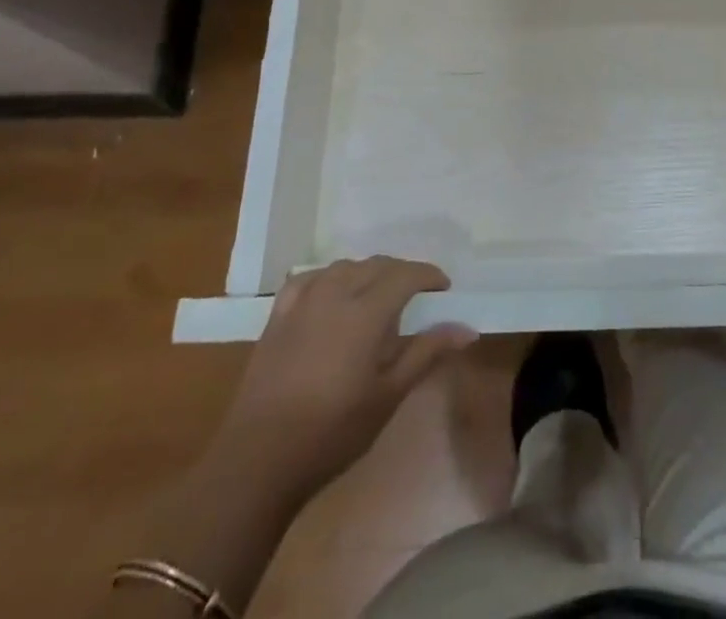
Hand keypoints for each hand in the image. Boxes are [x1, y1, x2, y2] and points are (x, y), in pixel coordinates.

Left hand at [222, 257, 474, 500]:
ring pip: (343, 267)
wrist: (258, 460)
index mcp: (366, 311)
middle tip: (417, 294)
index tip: (444, 287)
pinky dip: (328, 278)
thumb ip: (426, 353)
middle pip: (376, 265)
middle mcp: (335, 294)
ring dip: (367, 272)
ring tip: (378, 294)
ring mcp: (303, 302)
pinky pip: (309, 279)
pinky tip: (331, 292)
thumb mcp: (388, 396)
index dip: (428, 275)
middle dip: (401, 272)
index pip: (405, 274)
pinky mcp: (278, 316)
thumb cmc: (333, 431)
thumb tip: (467, 328)